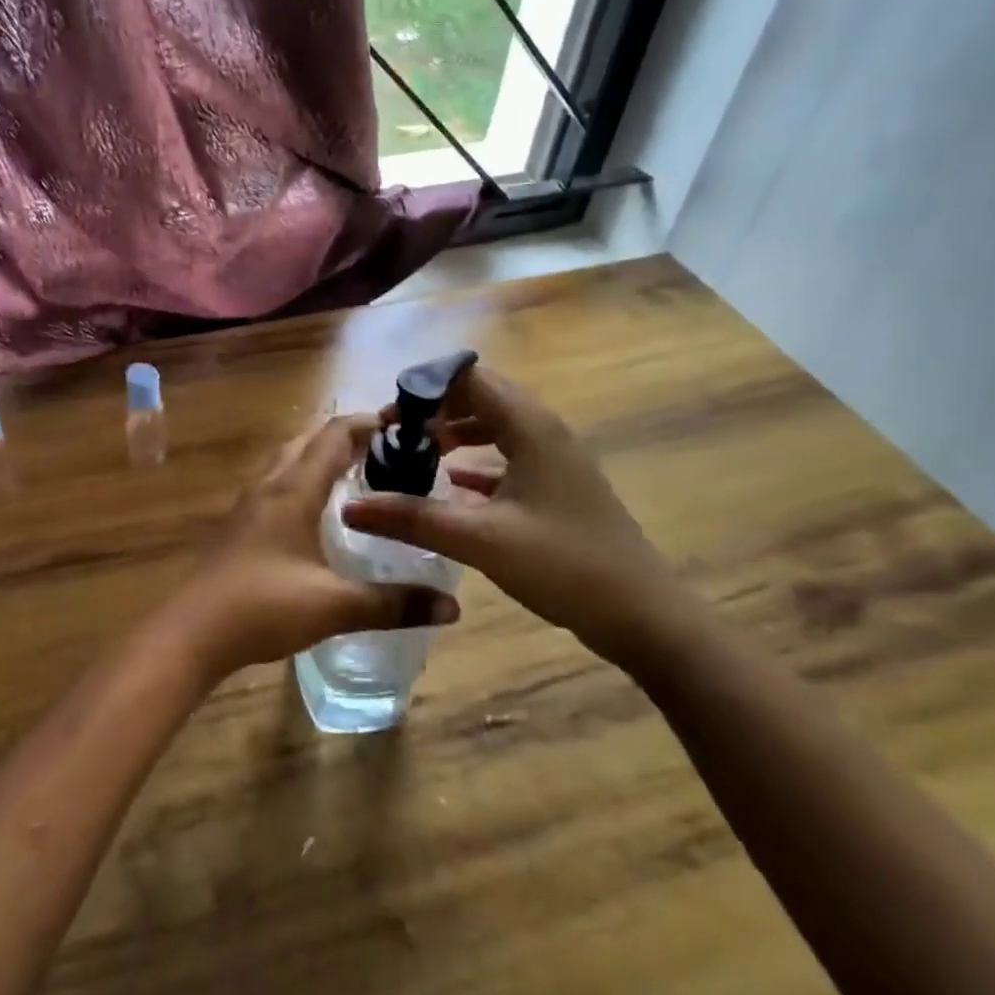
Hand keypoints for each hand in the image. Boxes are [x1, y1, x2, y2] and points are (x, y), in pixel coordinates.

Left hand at [162, 415, 459, 683]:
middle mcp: (269, 484)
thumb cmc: (263, 607)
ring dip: (320, 455)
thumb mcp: (334, 607)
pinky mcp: (238, 523)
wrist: (191, 632)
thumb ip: (393, 604)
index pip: (334, 435)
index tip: (403, 424)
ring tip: (356, 473)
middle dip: (347, 437)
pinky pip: (276, 482)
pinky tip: (316, 511)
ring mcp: (248, 503)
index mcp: (294, 489)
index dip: (368, 423)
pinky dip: (302, 478)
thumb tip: (452, 607)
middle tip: (387, 450)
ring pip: (288, 459)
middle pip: (309, 440)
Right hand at [341, 365, 695, 666]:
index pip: (469, 378)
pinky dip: (477, 460)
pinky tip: (451, 482)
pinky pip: (508, 455)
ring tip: (416, 452)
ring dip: (455, 432)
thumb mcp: (480, 540)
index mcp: (529, 427)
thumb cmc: (564, 566)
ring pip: (495, 425)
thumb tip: (351, 506)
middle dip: (435, 408)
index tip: (388, 416)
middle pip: (481, 396)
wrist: (644, 616)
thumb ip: (413, 517)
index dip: (424, 388)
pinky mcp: (558, 486)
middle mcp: (544, 430)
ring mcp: (555, 459)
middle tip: (395, 433)